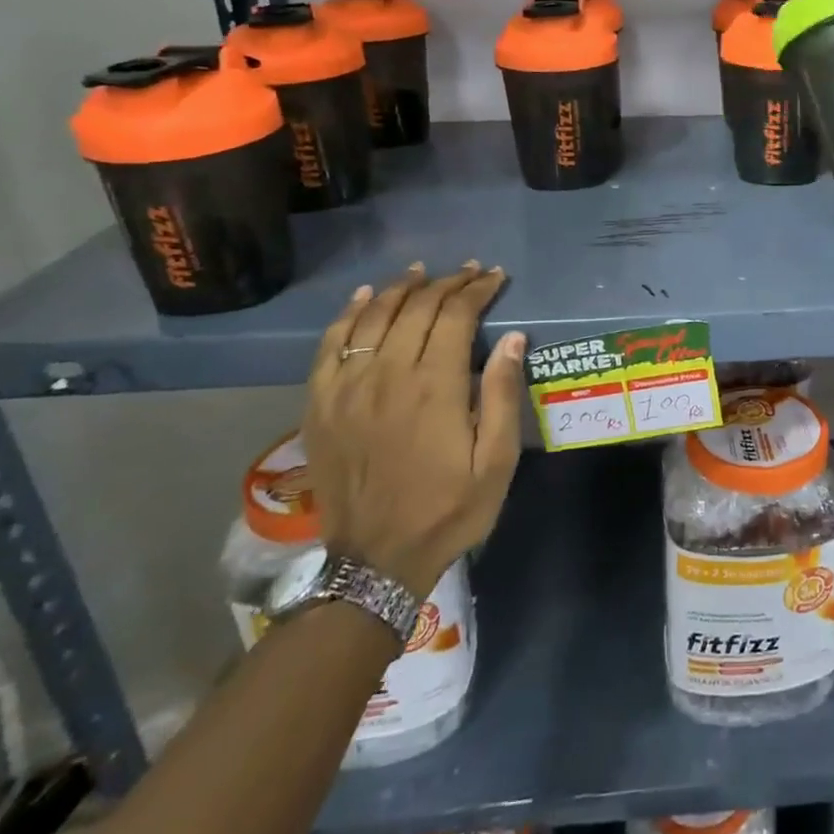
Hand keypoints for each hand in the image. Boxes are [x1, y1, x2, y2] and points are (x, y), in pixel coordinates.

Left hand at [304, 262, 525, 594]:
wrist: (375, 561)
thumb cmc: (448, 510)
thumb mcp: (496, 462)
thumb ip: (502, 395)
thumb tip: (513, 338)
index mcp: (434, 387)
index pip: (455, 316)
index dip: (477, 290)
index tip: (494, 277)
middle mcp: (387, 375)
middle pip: (416, 309)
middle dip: (446, 283)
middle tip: (468, 271)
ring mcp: (347, 388)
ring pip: (373, 317)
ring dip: (400, 288)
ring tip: (422, 273)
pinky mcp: (320, 404)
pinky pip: (331, 344)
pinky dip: (348, 314)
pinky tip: (365, 297)